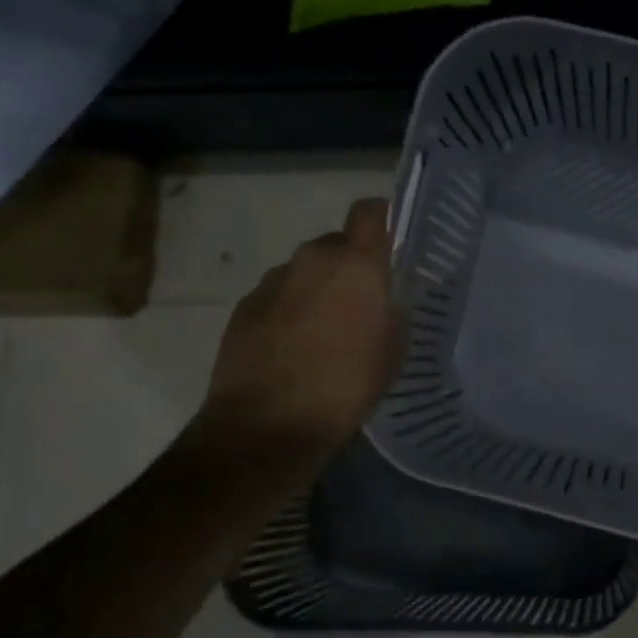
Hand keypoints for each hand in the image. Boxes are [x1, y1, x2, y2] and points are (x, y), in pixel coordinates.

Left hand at [194, 198, 402, 458]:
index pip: (371, 212)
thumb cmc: (346, 386)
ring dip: (317, 289)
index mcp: (356, 265)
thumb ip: (390, 310)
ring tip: (324, 332)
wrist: (267, 425)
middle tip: (361, 303)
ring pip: (305, 271)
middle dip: (350, 266)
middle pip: (337, 244)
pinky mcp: (244, 306)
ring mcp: (272, 281)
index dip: (383, 219)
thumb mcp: (393, 351)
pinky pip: (278, 296)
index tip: (392, 240)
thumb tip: (381, 298)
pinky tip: (293, 349)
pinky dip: (289, 311)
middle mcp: (312, 259)